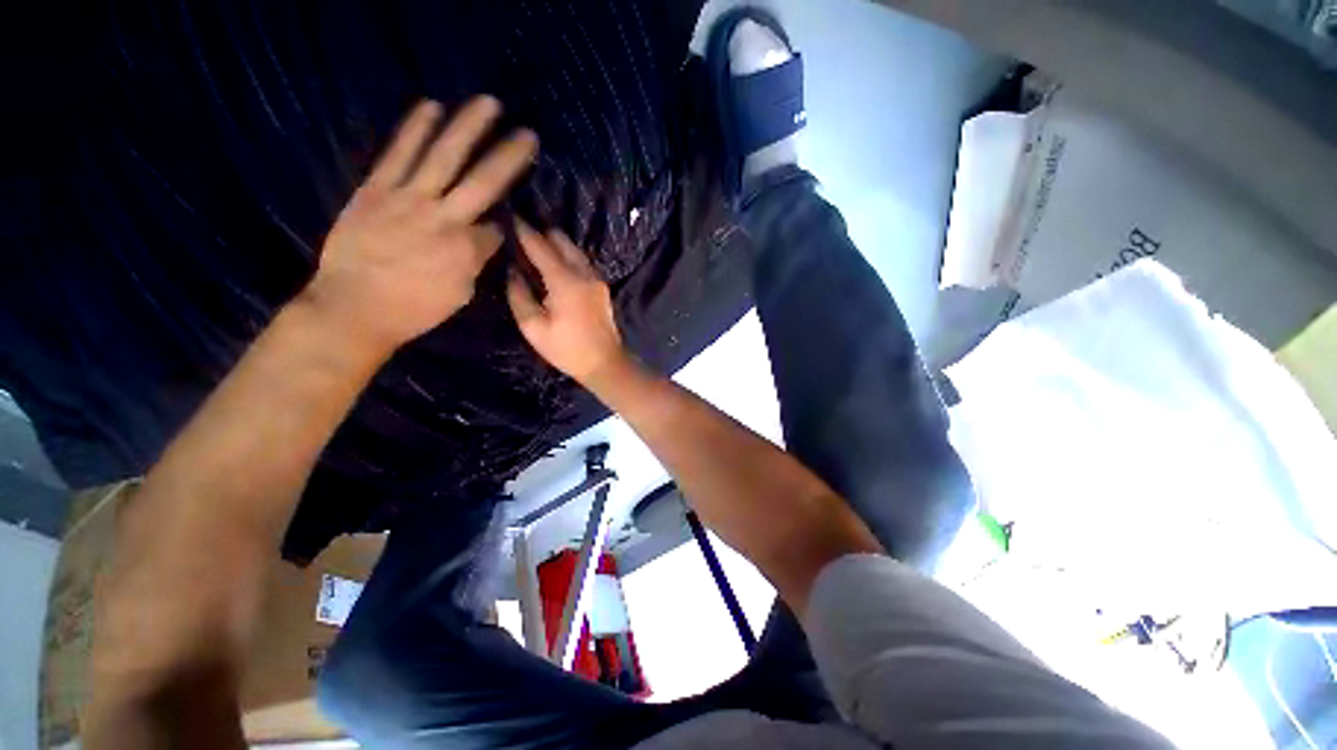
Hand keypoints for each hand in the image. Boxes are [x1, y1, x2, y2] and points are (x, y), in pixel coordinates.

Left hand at [303, 97, 537, 357]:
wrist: (353, 307)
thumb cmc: (414, 308)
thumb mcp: (460, 293)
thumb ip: (476, 260)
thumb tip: (488, 235)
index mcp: (467, 248)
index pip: (497, 224)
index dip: (509, 217)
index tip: (514, 213)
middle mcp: (443, 216)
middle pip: (483, 180)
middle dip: (509, 156)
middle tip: (528, 133)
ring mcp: (407, 198)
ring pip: (444, 157)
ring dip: (468, 128)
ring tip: (489, 104)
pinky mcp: (376, 189)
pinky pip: (398, 153)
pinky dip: (416, 129)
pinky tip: (432, 107)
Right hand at [507, 222, 627, 384]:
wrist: (604, 363)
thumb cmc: (566, 349)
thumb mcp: (533, 327)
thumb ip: (519, 295)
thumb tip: (513, 271)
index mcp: (565, 281)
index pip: (540, 246)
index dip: (524, 230)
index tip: (509, 215)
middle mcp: (584, 273)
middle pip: (562, 240)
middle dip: (542, 233)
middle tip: (522, 233)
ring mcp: (596, 279)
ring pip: (574, 249)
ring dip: (556, 244)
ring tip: (536, 247)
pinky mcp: (601, 287)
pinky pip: (581, 262)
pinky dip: (567, 256)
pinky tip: (555, 264)